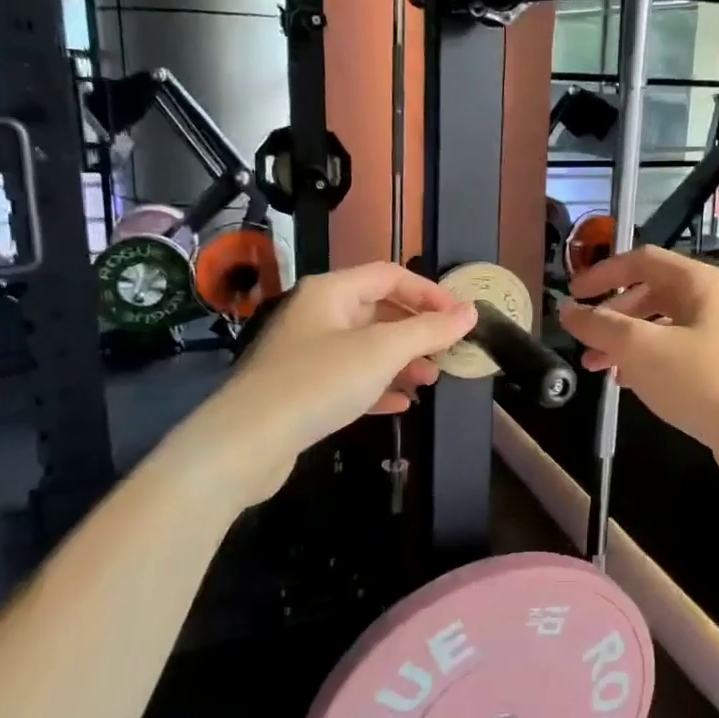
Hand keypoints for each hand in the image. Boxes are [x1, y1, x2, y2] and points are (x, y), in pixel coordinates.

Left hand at [184, 263, 475, 492]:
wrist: (247, 442)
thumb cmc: (319, 382)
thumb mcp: (383, 351)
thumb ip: (429, 330)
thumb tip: (471, 312)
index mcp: (331, 292)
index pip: (390, 275)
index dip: (429, 292)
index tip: (461, 317)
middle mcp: (317, 315)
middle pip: (378, 310)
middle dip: (416, 330)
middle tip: (448, 352)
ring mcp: (306, 353)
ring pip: (365, 347)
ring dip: (401, 360)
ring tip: (430, 380)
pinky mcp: (302, 390)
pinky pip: (349, 379)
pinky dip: (378, 386)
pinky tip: (401, 404)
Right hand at [558, 247, 718, 490]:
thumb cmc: (701, 381)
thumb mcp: (641, 349)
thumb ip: (600, 325)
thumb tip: (568, 311)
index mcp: (699, 282)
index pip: (642, 260)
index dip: (603, 273)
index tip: (573, 294)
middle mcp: (711, 301)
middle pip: (650, 293)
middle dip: (611, 315)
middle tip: (583, 337)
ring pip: (660, 326)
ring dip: (624, 341)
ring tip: (595, 366)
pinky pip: (673, 352)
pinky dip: (645, 361)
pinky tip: (626, 383)